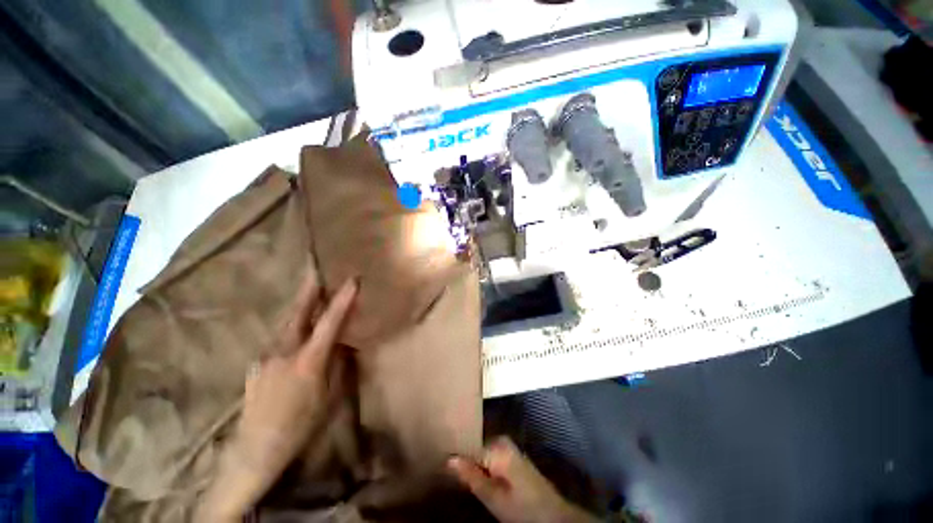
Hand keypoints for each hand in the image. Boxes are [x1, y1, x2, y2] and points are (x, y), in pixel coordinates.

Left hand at [197, 273, 357, 520]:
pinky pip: (277, 339)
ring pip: (286, 324)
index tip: (352, 280)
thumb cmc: (301, 425)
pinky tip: (294, 334)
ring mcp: (265, 356)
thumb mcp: (330, 396)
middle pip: (298, 313)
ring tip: (309, 294)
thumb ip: (338, 365)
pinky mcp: (256, 364)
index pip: (330, 322)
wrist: (255, 450)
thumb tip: (343, 344)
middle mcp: (284, 351)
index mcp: (308, 360)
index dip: (343, 299)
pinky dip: (290, 329)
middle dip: (309, 290)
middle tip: (315, 269)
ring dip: (299, 307)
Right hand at [448, 437, 597, 522]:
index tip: (446, 469)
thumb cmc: (521, 509)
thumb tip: (449, 459)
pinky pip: (492, 456)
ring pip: (483, 453)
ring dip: (476, 465)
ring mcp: (509, 447)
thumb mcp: (493, 498)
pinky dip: (485, 466)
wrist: (553, 515)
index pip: (469, 448)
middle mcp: (503, 441)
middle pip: (476, 448)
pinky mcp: (513, 456)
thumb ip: (471, 476)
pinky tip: (482, 478)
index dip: (459, 459)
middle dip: (468, 462)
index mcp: (498, 447)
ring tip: (466, 479)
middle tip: (457, 478)